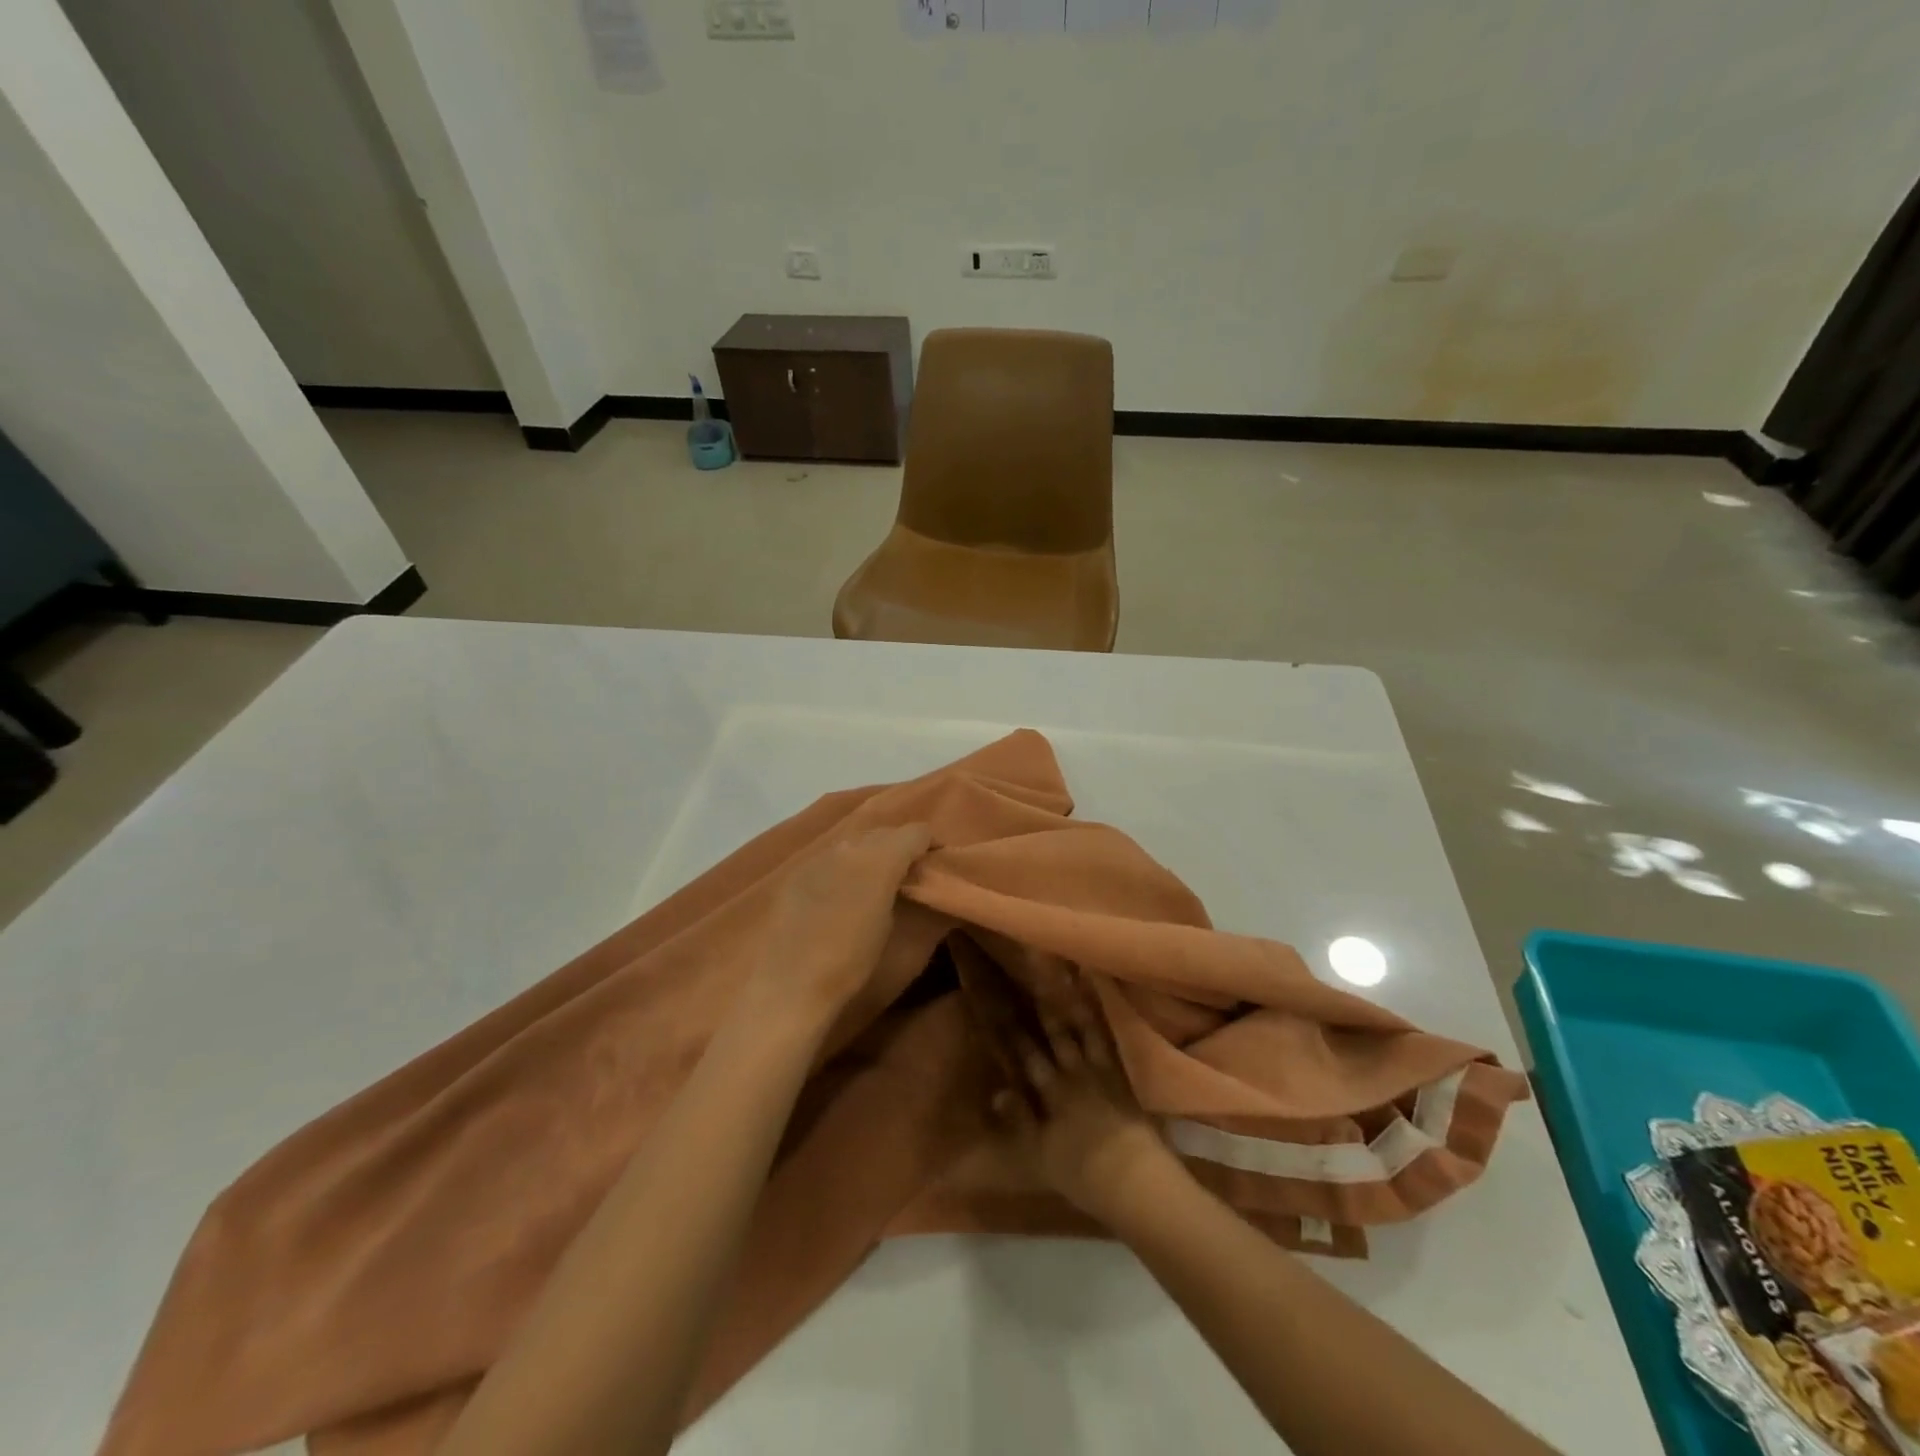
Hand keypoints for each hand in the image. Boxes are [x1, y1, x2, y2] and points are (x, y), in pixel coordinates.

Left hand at [741, 823, 930, 1035]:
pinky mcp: (796, 872)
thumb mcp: (900, 937)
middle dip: (901, 847)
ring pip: (855, 842)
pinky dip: (845, 867)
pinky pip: (831, 858)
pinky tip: (843, 893)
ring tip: (878, 883)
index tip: (937, 863)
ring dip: (872, 855)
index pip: (916, 832)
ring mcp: (819, 856)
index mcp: (881, 858)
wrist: (789, 985)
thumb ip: (917, 901)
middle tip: (910, 874)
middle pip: (884, 832)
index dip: (931, 844)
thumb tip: (927, 889)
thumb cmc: (853, 964)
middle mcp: (850, 846)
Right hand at [982, 974, 1176, 1221]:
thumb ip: (1019, 1118)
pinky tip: (1099, 995)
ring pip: (1083, 1027)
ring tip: (1066, 970)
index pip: (1027, 1055)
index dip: (1014, 1030)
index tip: (1001, 1003)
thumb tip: (997, 1090)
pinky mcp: (1121, 1073)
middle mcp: (1073, 1072)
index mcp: (1051, 1091)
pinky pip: (1109, 1037)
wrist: (1131, 1177)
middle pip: (1056, 1033)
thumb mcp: (1039, 1151)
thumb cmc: (1080, 1171)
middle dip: (1043, 1002)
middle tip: (1034, 971)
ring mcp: (1100, 1069)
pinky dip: (1102, 1015)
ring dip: (1073, 999)